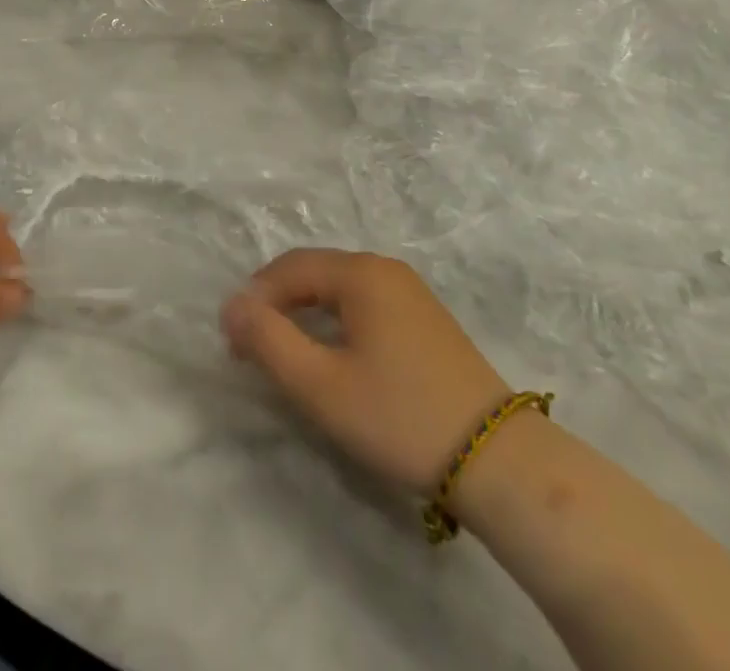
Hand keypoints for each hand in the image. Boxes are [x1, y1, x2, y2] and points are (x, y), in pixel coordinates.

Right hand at [222, 249, 509, 493]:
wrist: (499, 461)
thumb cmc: (399, 416)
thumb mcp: (320, 384)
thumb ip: (268, 340)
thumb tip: (231, 307)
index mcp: (360, 272)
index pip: (289, 268)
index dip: (255, 299)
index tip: (234, 342)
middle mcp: (385, 269)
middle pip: (314, 273)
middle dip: (278, 305)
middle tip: (253, 348)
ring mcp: (411, 292)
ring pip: (339, 290)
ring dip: (305, 314)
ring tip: (287, 354)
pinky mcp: (426, 319)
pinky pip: (364, 305)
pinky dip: (336, 322)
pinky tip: (334, 356)